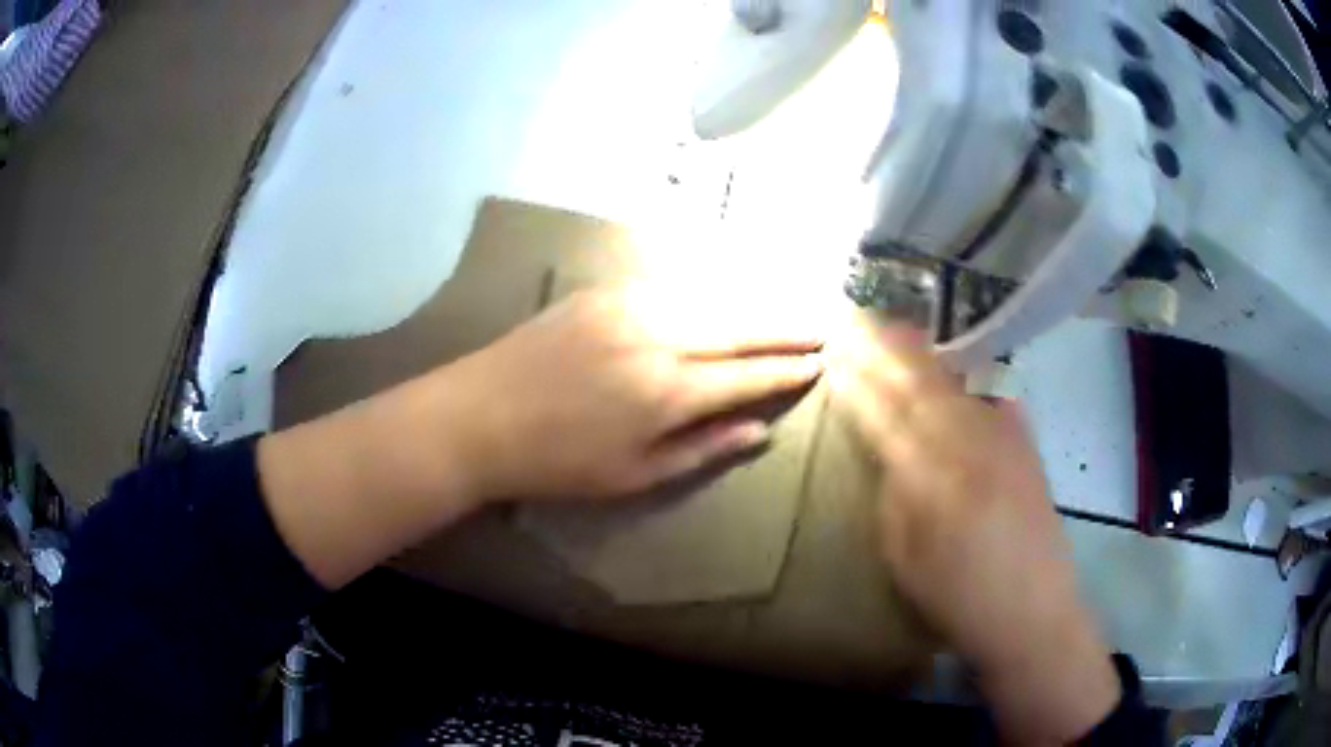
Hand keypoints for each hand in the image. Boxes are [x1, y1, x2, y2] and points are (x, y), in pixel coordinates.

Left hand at [442, 283, 824, 501]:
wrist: (480, 416)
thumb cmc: (557, 462)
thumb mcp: (634, 475)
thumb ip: (702, 449)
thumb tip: (759, 431)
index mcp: (668, 392)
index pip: (747, 376)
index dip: (786, 371)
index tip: (818, 364)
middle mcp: (658, 338)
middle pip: (739, 329)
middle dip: (784, 329)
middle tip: (820, 326)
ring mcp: (628, 307)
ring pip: (709, 301)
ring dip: (751, 306)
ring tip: (783, 311)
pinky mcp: (603, 292)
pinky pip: (670, 288)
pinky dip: (704, 294)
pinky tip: (721, 298)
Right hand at [831, 318, 1119, 744]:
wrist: (1034, 612)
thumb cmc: (960, 600)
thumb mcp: (905, 562)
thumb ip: (894, 502)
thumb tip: (890, 459)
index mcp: (933, 483)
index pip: (887, 419)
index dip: (859, 385)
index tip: (836, 356)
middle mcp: (970, 449)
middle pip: (922, 388)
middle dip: (887, 354)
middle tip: (860, 323)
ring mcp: (1005, 442)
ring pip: (956, 386)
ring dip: (922, 356)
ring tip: (897, 331)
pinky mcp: (1027, 447)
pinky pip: (991, 400)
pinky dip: (966, 379)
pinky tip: (956, 367)